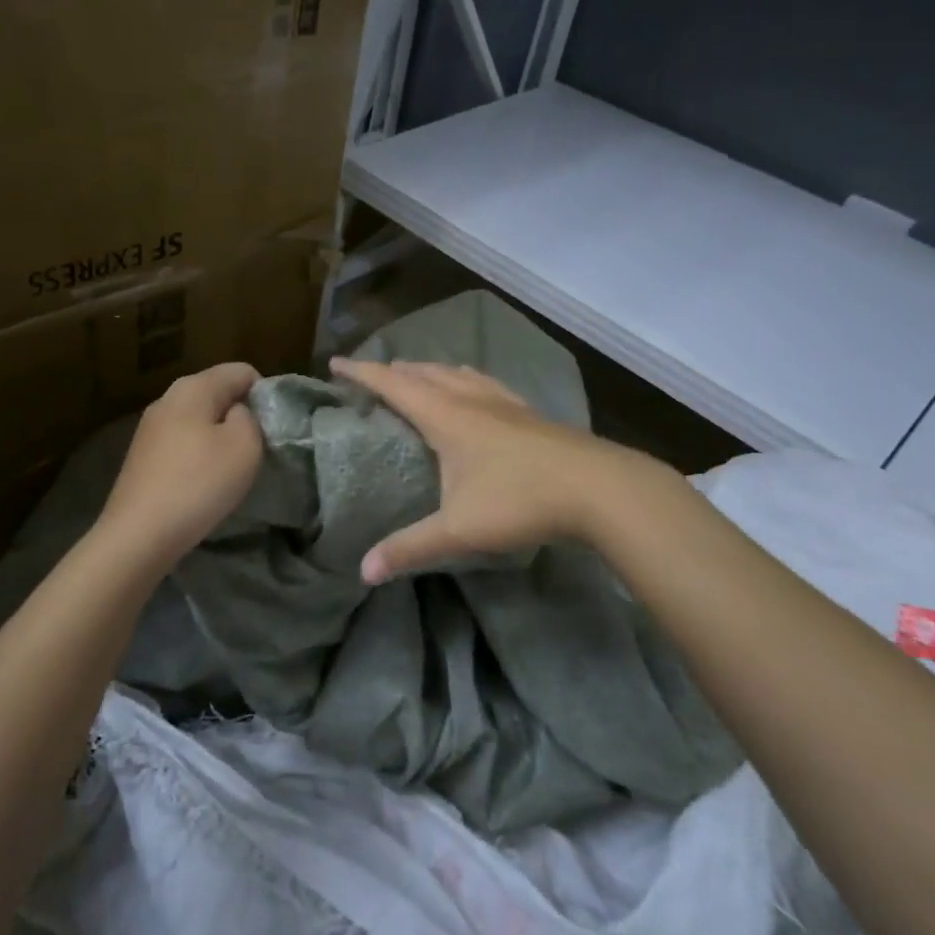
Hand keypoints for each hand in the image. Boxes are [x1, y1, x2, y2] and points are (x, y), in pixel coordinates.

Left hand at [99, 362, 263, 567]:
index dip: (264, 394)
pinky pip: (182, 442)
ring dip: (219, 438)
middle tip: (255, 450)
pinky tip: (201, 483)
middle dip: (241, 415)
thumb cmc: (199, 483)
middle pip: (218, 393)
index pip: (242, 371)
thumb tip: (238, 412)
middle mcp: (168, 397)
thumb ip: (250, 417)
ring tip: (229, 469)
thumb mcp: (245, 445)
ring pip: (199, 419)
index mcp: (194, 386)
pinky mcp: (142, 455)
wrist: (139, 534)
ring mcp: (150, 426)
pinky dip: (198, 456)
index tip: (271, 428)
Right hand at [330, 357, 662, 582]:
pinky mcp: (529, 413)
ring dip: (430, 371)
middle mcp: (471, 399)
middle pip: (424, 373)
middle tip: (372, 375)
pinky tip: (476, 390)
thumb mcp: (458, 529)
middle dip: (393, 370)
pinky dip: (465, 379)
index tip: (335, 362)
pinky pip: (485, 383)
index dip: (362, 372)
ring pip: (457, 373)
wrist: (599, 488)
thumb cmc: (521, 500)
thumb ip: (409, 548)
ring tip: (417, 375)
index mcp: (446, 415)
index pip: (393, 384)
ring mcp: (504, 403)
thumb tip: (363, 571)